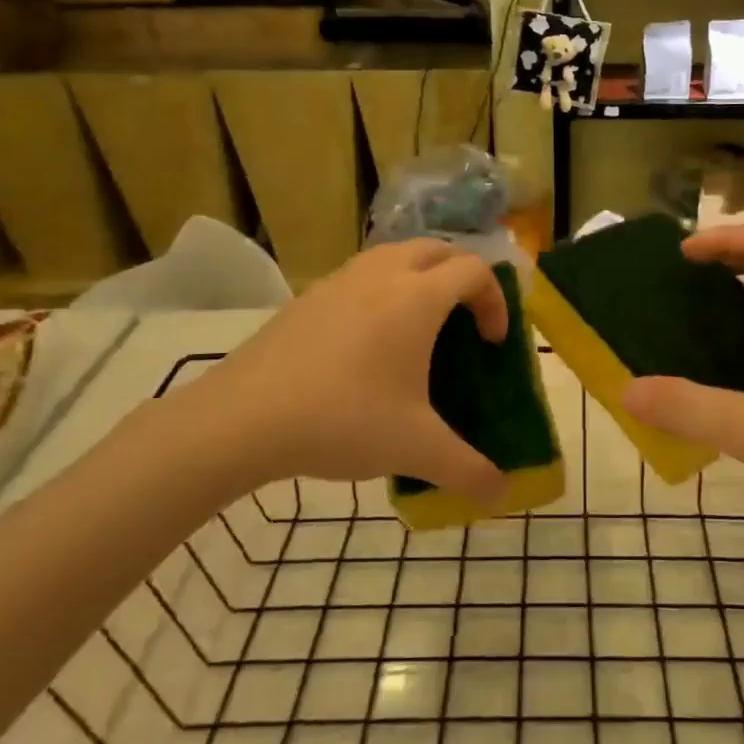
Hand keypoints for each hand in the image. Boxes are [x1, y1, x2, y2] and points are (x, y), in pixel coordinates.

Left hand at [152, 240, 511, 503]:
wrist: (241, 419)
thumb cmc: (342, 420)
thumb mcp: (415, 449)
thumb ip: (468, 471)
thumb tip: (502, 494)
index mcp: (417, 298)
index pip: (475, 271)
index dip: (496, 300)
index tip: (491, 343)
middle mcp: (382, 274)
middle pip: (438, 250)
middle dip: (462, 276)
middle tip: (465, 319)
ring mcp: (340, 280)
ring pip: (395, 255)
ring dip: (420, 277)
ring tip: (419, 325)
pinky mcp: (308, 297)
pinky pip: (361, 275)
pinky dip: (382, 289)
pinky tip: (368, 342)